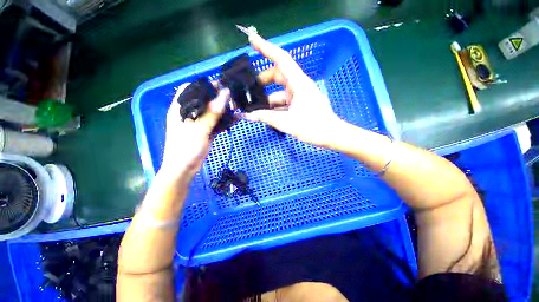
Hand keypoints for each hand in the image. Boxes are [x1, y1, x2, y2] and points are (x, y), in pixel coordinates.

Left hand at [159, 83, 229, 180]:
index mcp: (180, 108)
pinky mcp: (206, 131)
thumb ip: (212, 113)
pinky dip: (225, 121)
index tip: (220, 86)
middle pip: (204, 100)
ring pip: (212, 112)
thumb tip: (224, 94)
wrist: (184, 170)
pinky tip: (235, 119)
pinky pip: (216, 123)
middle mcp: (189, 113)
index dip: (204, 85)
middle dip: (218, 98)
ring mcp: (198, 123)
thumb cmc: (186, 149)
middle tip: (232, 98)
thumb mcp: (199, 129)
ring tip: (236, 108)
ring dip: (223, 110)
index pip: (190, 89)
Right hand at [243, 33, 343, 147]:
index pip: (281, 59)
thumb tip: (248, 116)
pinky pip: (283, 102)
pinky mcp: (298, 104)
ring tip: (255, 108)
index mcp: (298, 83)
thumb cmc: (313, 127)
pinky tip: (266, 115)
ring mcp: (298, 95)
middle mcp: (298, 85)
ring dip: (267, 100)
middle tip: (249, 90)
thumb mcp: (286, 122)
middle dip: (262, 81)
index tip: (252, 39)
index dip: (266, 48)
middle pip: (277, 76)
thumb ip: (266, 117)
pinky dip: (274, 107)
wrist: (330, 135)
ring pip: (279, 92)